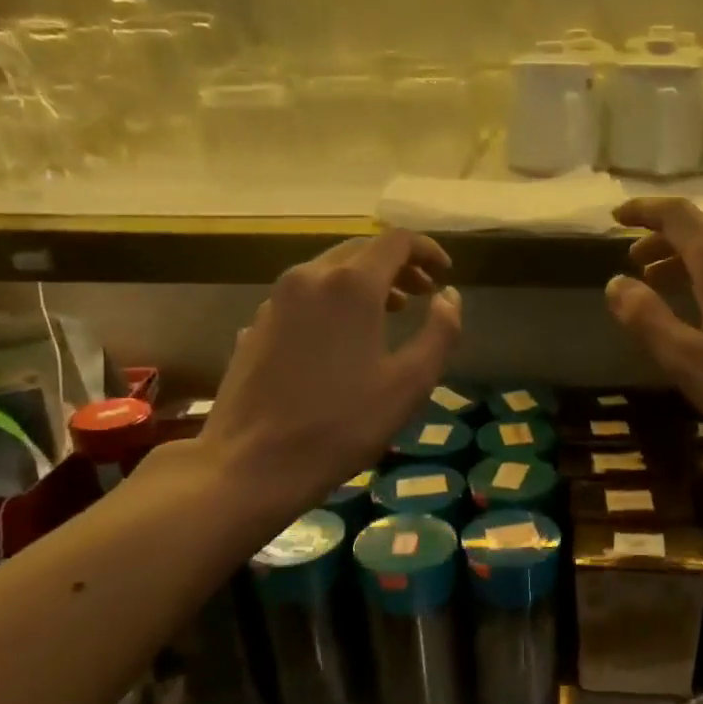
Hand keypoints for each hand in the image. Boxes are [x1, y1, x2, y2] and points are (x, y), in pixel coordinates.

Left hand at [195, 231, 460, 514]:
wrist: (254, 462)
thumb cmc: (343, 424)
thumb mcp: (410, 384)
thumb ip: (440, 333)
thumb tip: (449, 297)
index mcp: (351, 285)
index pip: (396, 241)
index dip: (427, 251)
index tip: (445, 274)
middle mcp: (310, 277)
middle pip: (360, 250)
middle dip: (398, 265)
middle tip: (423, 294)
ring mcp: (276, 300)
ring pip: (328, 271)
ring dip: (365, 282)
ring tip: (389, 314)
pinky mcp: (257, 325)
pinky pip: (304, 297)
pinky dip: (334, 302)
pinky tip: (342, 339)